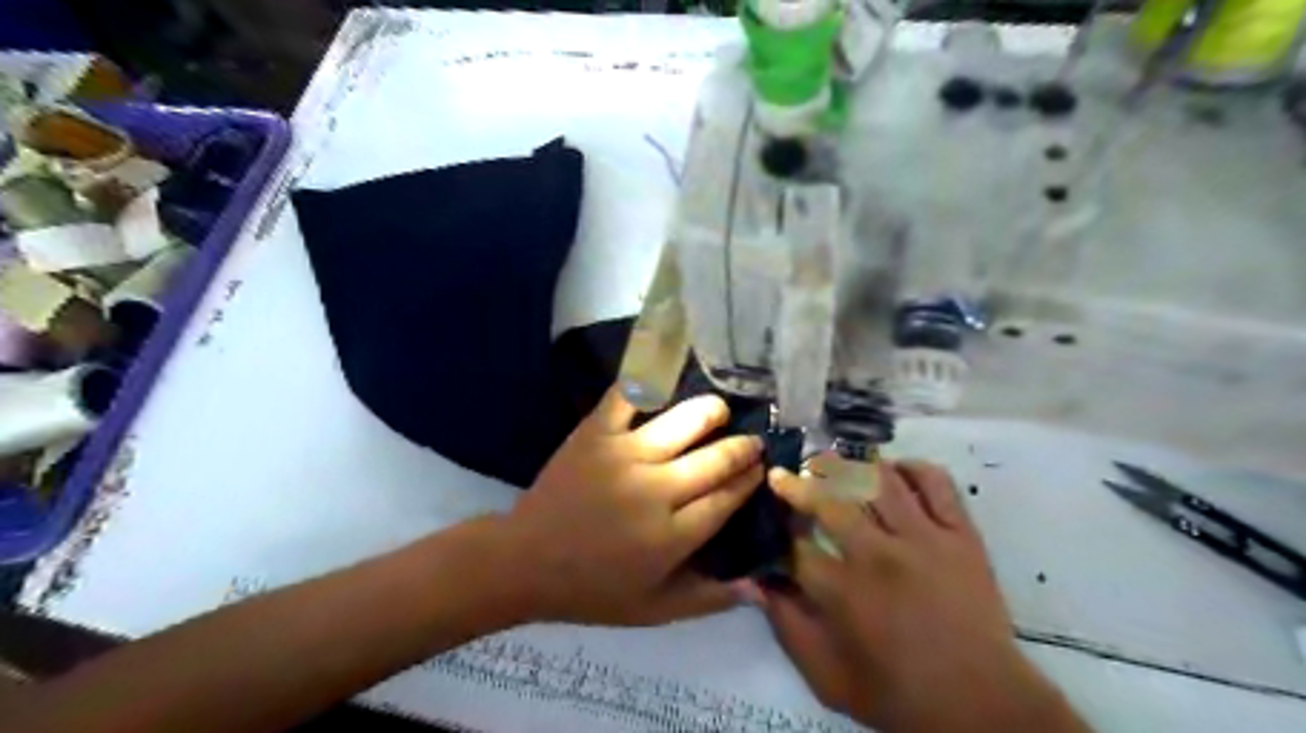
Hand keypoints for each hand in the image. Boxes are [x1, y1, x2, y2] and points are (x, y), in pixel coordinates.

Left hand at [501, 390, 766, 624]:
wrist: (525, 562)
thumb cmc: (592, 590)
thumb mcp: (653, 610)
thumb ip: (708, 599)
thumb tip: (758, 585)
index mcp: (672, 536)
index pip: (727, 498)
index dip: (750, 479)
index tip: (760, 468)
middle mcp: (656, 491)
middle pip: (715, 458)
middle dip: (742, 447)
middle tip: (751, 439)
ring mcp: (624, 456)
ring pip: (683, 421)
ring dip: (710, 411)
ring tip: (719, 409)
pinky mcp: (595, 434)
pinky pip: (628, 397)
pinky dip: (648, 381)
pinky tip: (667, 376)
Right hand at [763, 460, 1088, 730]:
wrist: (983, 705)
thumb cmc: (898, 693)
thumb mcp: (828, 678)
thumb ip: (787, 627)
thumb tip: (757, 582)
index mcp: (844, 593)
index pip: (796, 544)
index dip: (777, 528)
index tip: (770, 520)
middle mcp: (879, 555)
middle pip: (828, 500)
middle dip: (797, 484)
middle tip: (785, 476)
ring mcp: (924, 538)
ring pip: (877, 479)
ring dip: (844, 466)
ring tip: (827, 462)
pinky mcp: (961, 534)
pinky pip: (935, 482)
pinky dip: (911, 467)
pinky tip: (891, 471)